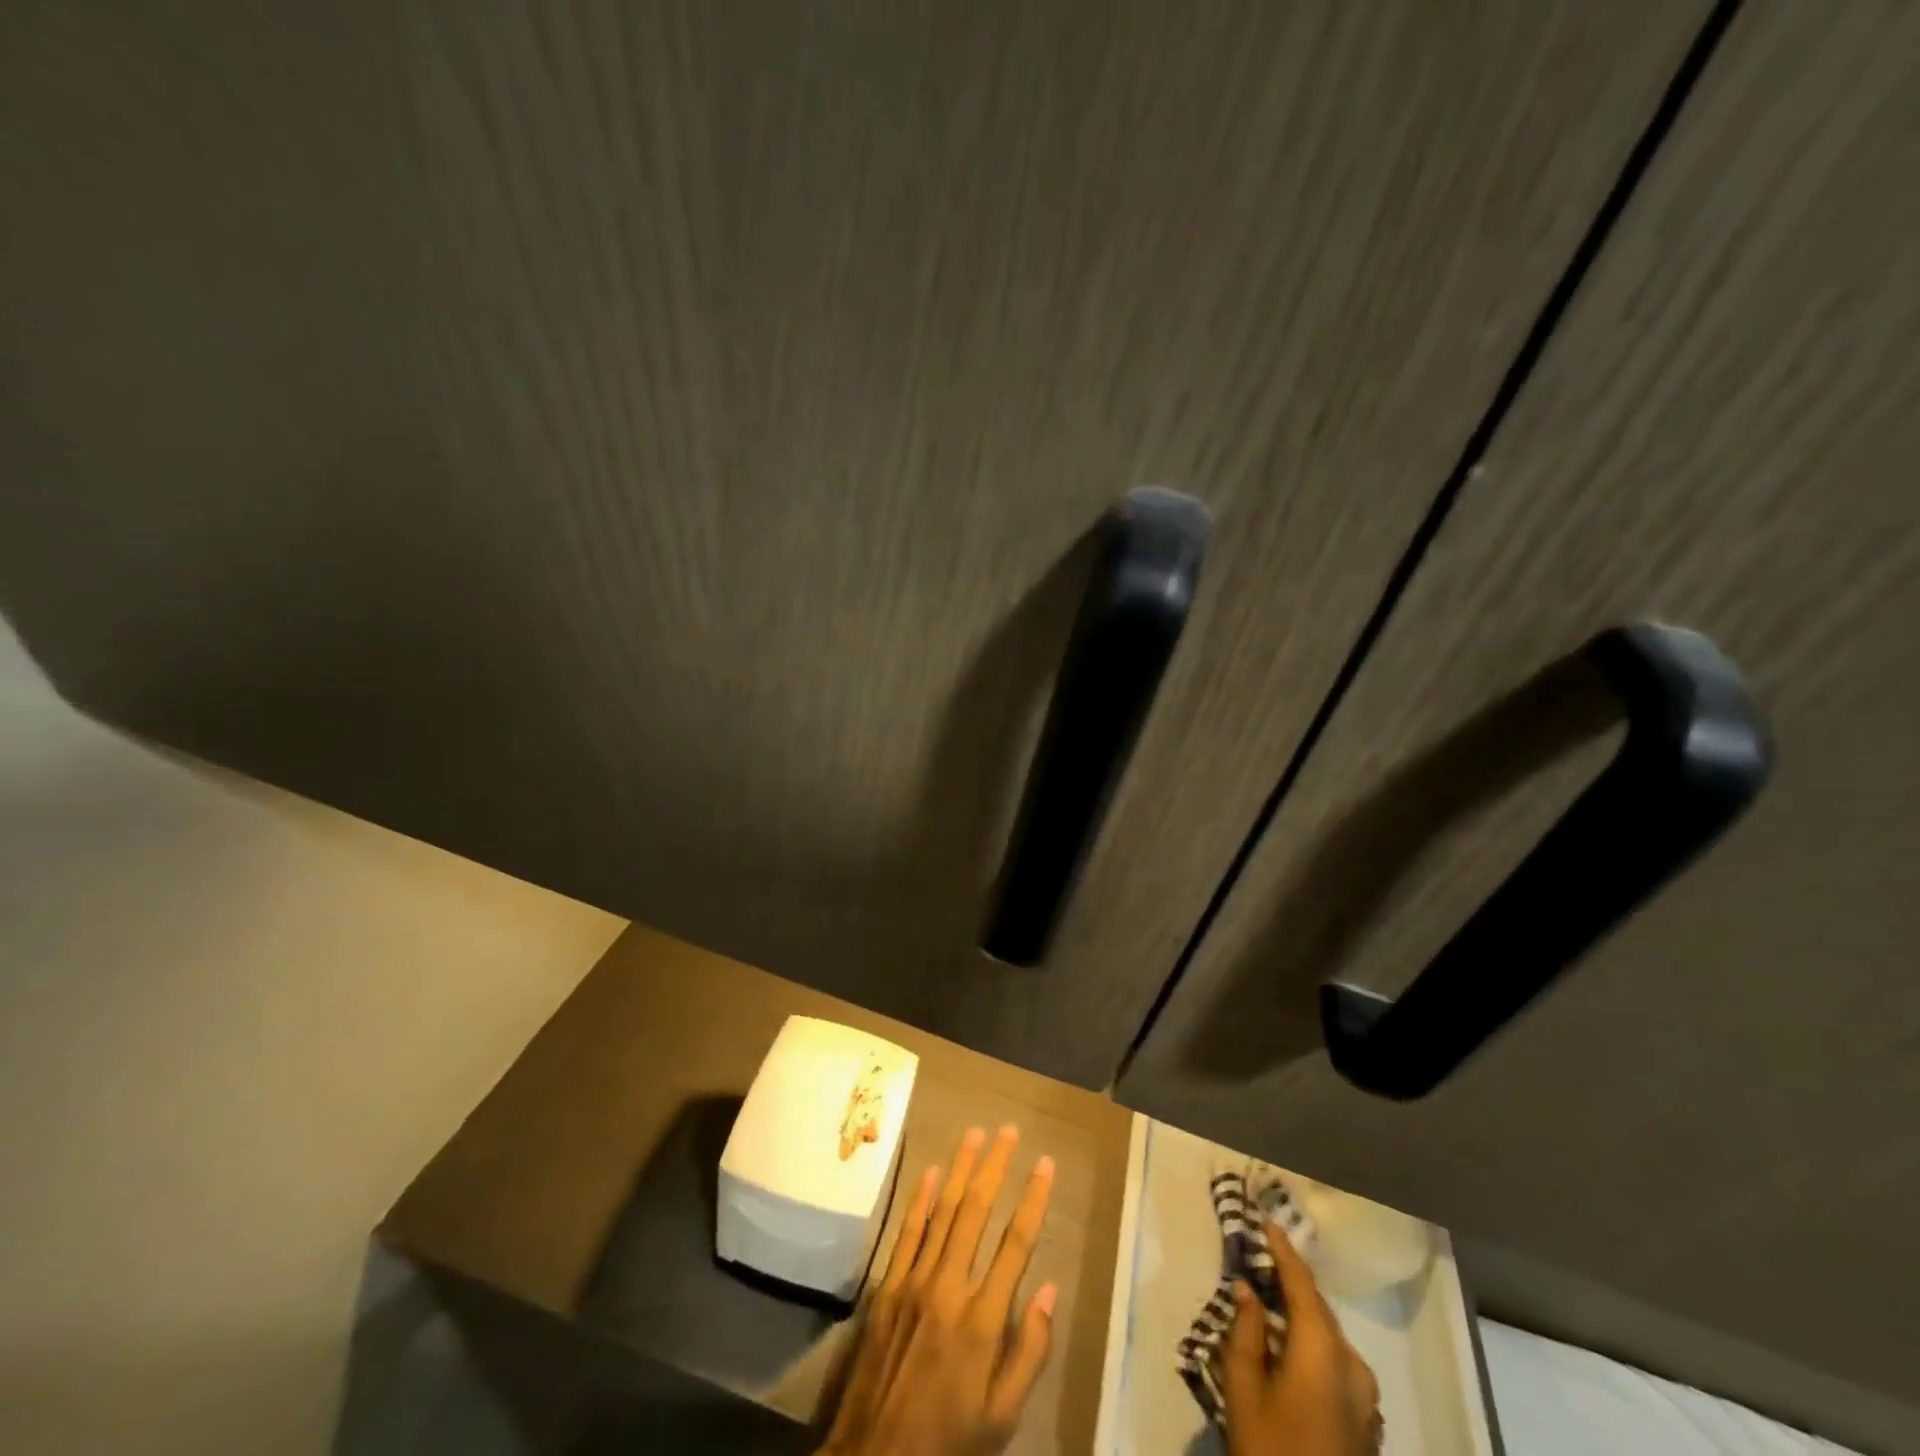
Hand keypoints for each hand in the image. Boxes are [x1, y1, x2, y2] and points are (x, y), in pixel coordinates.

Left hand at [822, 1125, 1056, 1455]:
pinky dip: (921, 1200)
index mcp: (983, 1322)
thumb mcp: (1003, 1417)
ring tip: (975, 1133)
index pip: (1016, 1245)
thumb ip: (1030, 1352)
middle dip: (995, 1167)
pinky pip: (908, 1232)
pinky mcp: (887, 1287)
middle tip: (1009, 1131)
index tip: (1045, 1163)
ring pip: (943, 1211)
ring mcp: (914, 1282)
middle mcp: (949, 1288)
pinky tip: (931, 1172)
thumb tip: (1051, 1290)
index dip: (1033, 1199)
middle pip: (977, 1212)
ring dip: (960, 1169)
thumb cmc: (949, 1441)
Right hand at [1223, 1220, 1382, 1455]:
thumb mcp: (1244, 1389)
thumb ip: (1245, 1331)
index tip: (1267, 1221)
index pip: (1302, 1285)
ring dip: (1301, 1317)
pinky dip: (1313, 1346)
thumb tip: (1247, 1290)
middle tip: (1261, 1260)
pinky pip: (1338, 1364)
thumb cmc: (1271, 1449)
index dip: (1284, 1250)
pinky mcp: (1367, 1422)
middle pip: (1319, 1309)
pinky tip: (1289, 1351)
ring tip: (1269, 1304)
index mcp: (1323, 1351)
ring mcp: (1367, 1398)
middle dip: (1290, 1283)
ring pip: (1329, 1337)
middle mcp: (1353, 1365)